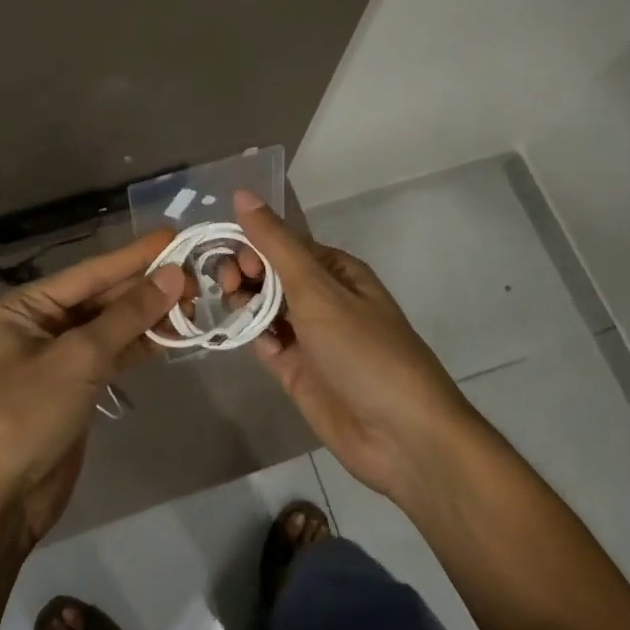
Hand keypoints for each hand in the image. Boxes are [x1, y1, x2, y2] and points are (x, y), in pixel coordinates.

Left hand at [0, 232, 187, 545]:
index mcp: (24, 308)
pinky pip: (111, 357)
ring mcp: (57, 360)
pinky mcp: (74, 391)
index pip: (89, 273)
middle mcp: (38, 326)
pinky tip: (173, 336)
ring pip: (109, 328)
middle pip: (100, 298)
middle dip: (145, 288)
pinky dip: (140, 347)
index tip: (175, 237)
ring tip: (194, 301)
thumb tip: (173, 275)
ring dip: (148, 317)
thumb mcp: (77, 357)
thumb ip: (127, 315)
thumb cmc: (25, 415)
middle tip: (196, 272)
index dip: (134, 256)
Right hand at [228, 192, 472, 503]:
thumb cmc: (364, 351)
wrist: (401, 436)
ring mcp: (308, 336)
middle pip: (269, 274)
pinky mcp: (296, 370)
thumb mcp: (318, 290)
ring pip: (262, 307)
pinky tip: (244, 339)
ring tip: (231, 311)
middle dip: (244, 273)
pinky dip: (250, 336)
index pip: (281, 244)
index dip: (252, 245)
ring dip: (242, 303)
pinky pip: (264, 342)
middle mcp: (321, 298)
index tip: (235, 262)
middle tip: (229, 287)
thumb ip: (275, 244)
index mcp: (334, 270)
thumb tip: (242, 193)